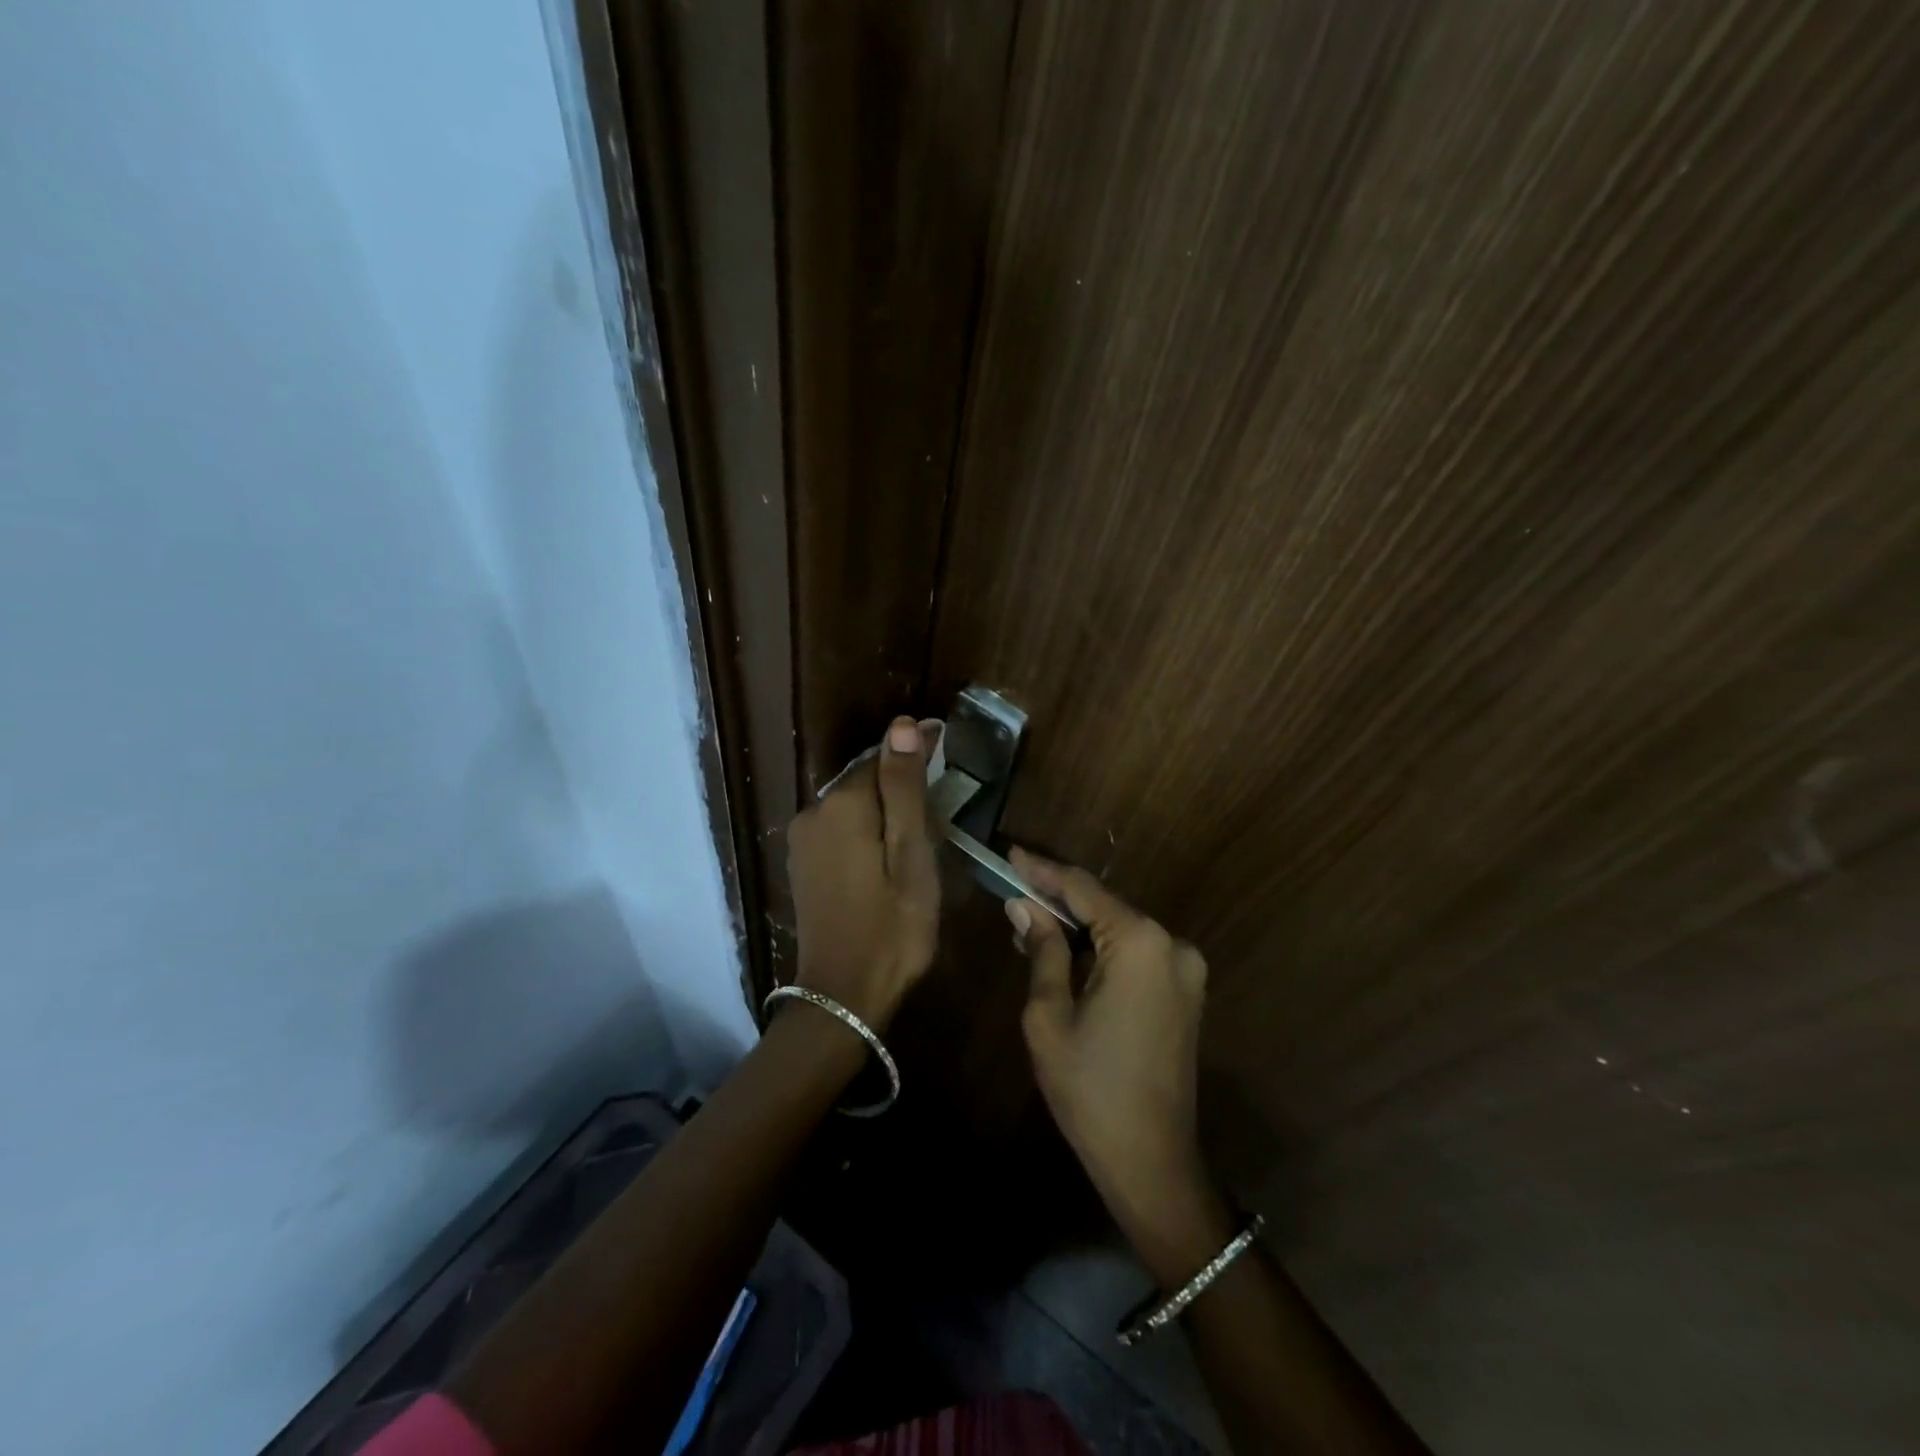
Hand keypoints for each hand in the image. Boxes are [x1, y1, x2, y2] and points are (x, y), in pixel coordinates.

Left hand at [786, 717, 940, 1029]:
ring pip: (851, 802)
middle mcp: (813, 811)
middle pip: (864, 778)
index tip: (947, 742)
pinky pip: (838, 826)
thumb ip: (905, 788)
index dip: (917, 750)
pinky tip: (886, 846)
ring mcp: (803, 840)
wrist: (843, 996)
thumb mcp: (912, 856)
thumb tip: (904, 724)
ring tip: (920, 818)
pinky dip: (865, 825)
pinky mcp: (802, 863)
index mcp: (842, 804)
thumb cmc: (893, 927)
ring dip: (883, 802)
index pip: (883, 755)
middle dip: (899, 777)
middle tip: (941, 787)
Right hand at [1010, 849, 1216, 1234]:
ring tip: (1034, 922)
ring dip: (1080, 925)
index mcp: (1139, 943)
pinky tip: (1070, 952)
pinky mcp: (1188, 991)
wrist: (1152, 1160)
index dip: (1042, 870)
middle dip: (1059, 899)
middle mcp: (1171, 943)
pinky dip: (1103, 948)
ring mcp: (1186, 968)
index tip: (1010, 854)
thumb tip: (1024, 907)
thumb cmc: (1089, 1087)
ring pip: (1121, 929)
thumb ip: (1043, 949)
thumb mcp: (1049, 1014)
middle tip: (1014, 891)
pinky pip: (1138, 953)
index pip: (1082, 889)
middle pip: (1105, 906)